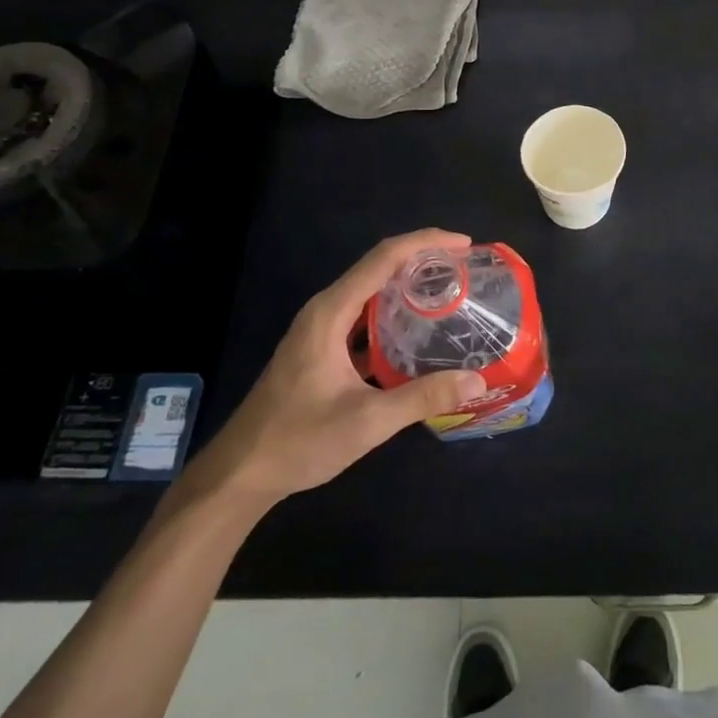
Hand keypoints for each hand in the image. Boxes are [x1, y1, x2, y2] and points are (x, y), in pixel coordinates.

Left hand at [180, 230, 486, 513]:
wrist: (239, 474)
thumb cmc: (298, 441)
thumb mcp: (367, 422)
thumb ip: (422, 398)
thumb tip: (477, 381)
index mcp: (331, 313)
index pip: (384, 257)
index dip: (426, 243)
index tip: (465, 245)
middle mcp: (324, 310)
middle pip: (378, 266)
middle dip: (422, 259)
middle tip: (465, 268)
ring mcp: (320, 329)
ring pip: (370, 290)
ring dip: (408, 284)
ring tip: (449, 290)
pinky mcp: (320, 349)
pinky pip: (363, 315)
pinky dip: (393, 312)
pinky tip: (417, 331)